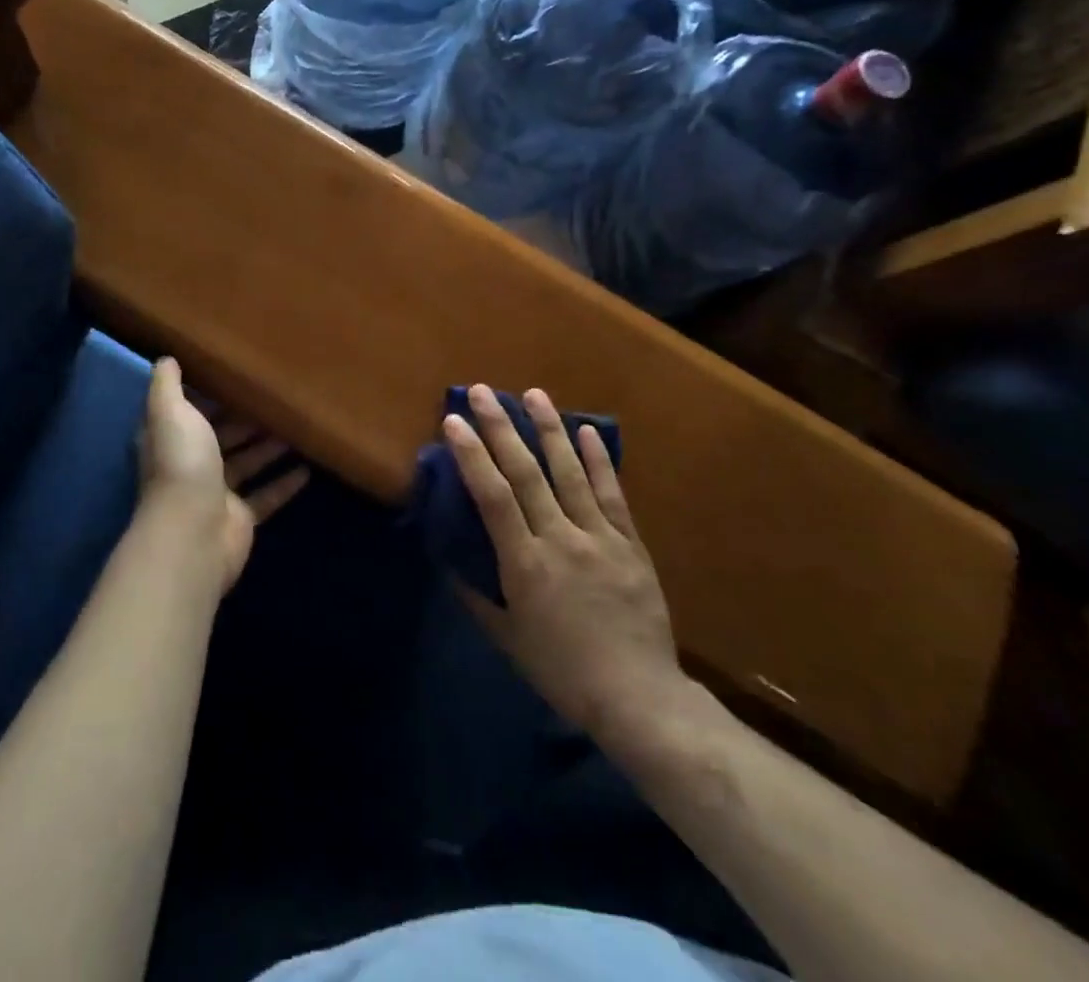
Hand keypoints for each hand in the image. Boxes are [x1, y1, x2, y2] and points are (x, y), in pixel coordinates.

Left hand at [138, 358, 308, 590]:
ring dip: (268, 448)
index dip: (210, 397)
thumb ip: (167, 386)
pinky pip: (266, 496)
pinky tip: (307, 470)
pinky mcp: (241, 518)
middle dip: (247, 421)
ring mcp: (217, 494)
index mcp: (172, 439)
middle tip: (279, 401)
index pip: (190, 412)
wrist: (194, 533)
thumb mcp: (170, 412)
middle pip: (222, 438)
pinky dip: (284, 484)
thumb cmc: (182, 464)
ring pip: (247, 464)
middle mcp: (191, 465)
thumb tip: (166, 359)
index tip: (238, 378)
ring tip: (297, 429)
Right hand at [445, 383, 689, 746]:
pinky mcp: (629, 543)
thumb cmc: (563, 671)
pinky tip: (588, 431)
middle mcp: (560, 538)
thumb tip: (449, 561)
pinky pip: (612, 494)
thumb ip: (476, 596)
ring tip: (534, 394)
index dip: (472, 455)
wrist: (639, 697)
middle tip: (484, 391)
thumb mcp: (508, 639)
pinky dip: (599, 461)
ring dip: (550, 430)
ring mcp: (599, 536)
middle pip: (526, 472)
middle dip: (502, 428)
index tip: (454, 421)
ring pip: (570, 472)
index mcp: (525, 563)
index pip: (492, 496)